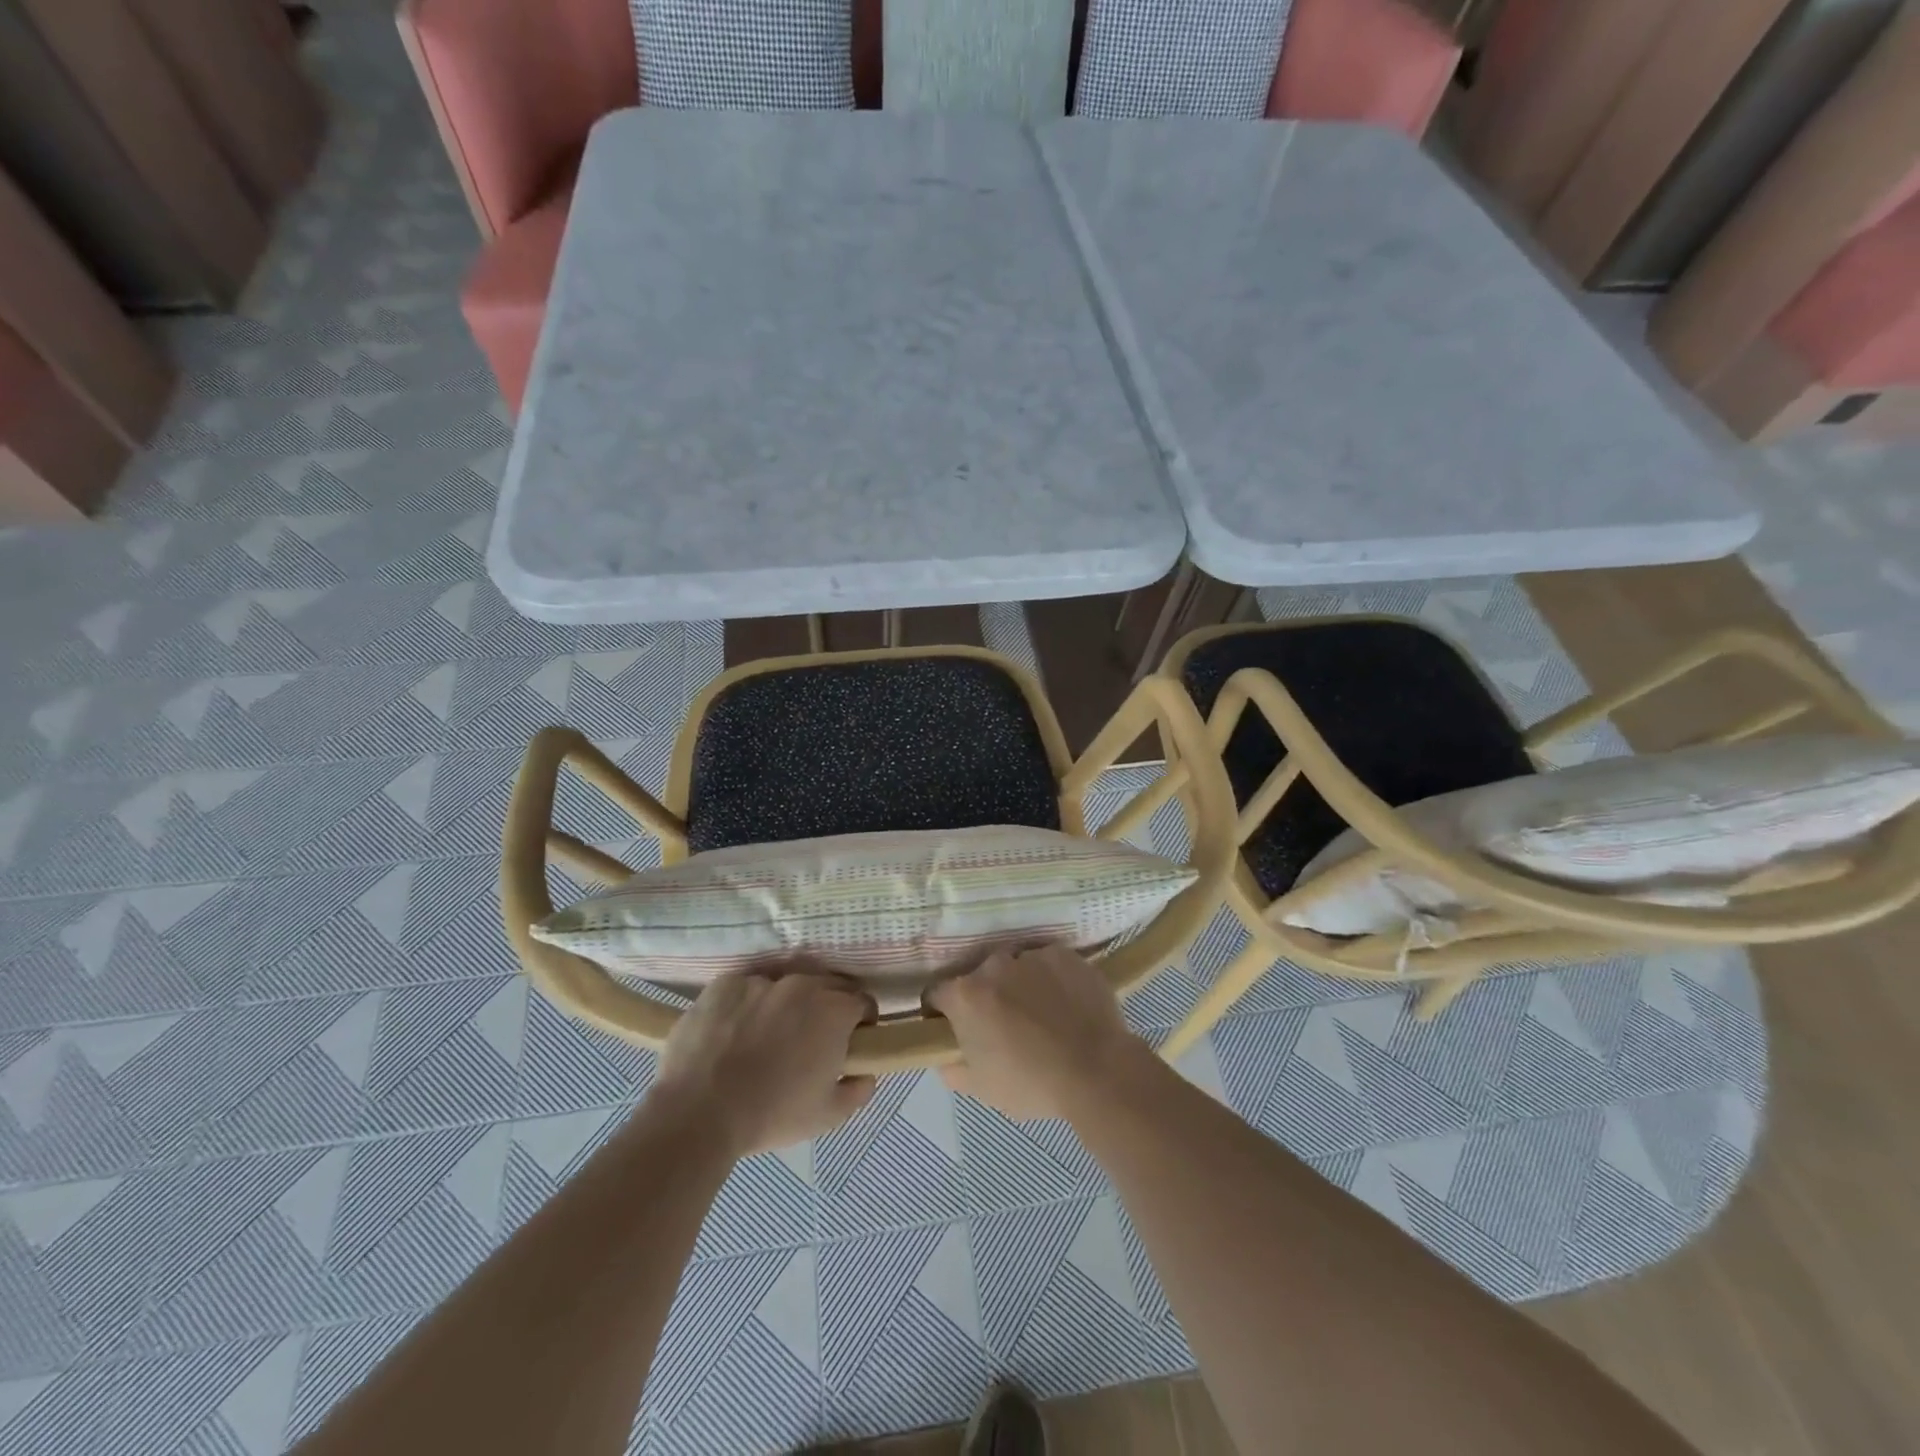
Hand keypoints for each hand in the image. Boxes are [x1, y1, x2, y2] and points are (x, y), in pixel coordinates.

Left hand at [652, 969, 876, 1156]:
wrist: (697, 1112)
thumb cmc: (771, 1114)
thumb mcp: (828, 1115)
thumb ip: (859, 1090)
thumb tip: (866, 1072)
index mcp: (834, 1011)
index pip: (863, 1002)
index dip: (861, 1022)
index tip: (851, 1042)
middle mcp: (802, 984)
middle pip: (828, 985)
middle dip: (828, 1007)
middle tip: (812, 1039)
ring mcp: (761, 980)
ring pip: (786, 985)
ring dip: (787, 1004)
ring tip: (768, 1036)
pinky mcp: (726, 984)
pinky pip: (748, 988)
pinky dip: (748, 1004)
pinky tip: (735, 1032)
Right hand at [926, 945, 1154, 1120]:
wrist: (1097, 1069)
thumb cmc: (1032, 1083)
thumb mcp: (981, 1088)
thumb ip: (952, 1068)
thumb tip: (944, 1056)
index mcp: (965, 995)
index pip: (936, 994)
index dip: (941, 1011)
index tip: (953, 1027)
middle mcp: (993, 965)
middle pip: (978, 977)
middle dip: (985, 996)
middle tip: (1004, 1024)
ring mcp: (1031, 955)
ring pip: (1015, 967)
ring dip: (1019, 984)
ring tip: (1041, 1013)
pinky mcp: (1064, 954)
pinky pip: (1047, 963)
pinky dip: (1051, 978)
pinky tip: (1065, 1003)